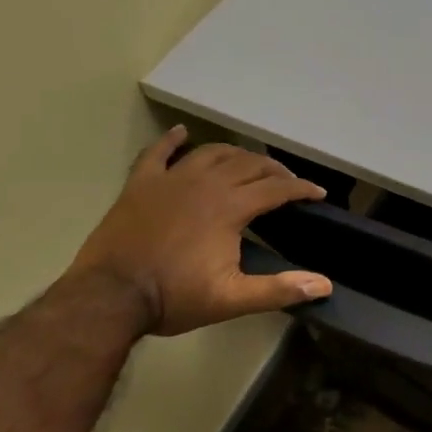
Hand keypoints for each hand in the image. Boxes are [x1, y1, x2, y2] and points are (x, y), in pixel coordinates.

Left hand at [65, 126, 332, 336]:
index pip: (276, 188)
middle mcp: (205, 184)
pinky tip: (181, 133)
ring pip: (212, 153)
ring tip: (248, 163)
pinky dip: (171, 140)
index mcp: (230, 208)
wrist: (108, 298)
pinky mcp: (140, 185)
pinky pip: (158, 153)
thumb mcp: (232, 299)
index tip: (318, 193)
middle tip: (288, 181)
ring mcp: (170, 180)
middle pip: (249, 164)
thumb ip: (279, 289)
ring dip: (236, 154)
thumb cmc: (173, 297)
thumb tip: (324, 286)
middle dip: (275, 169)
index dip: (302, 189)